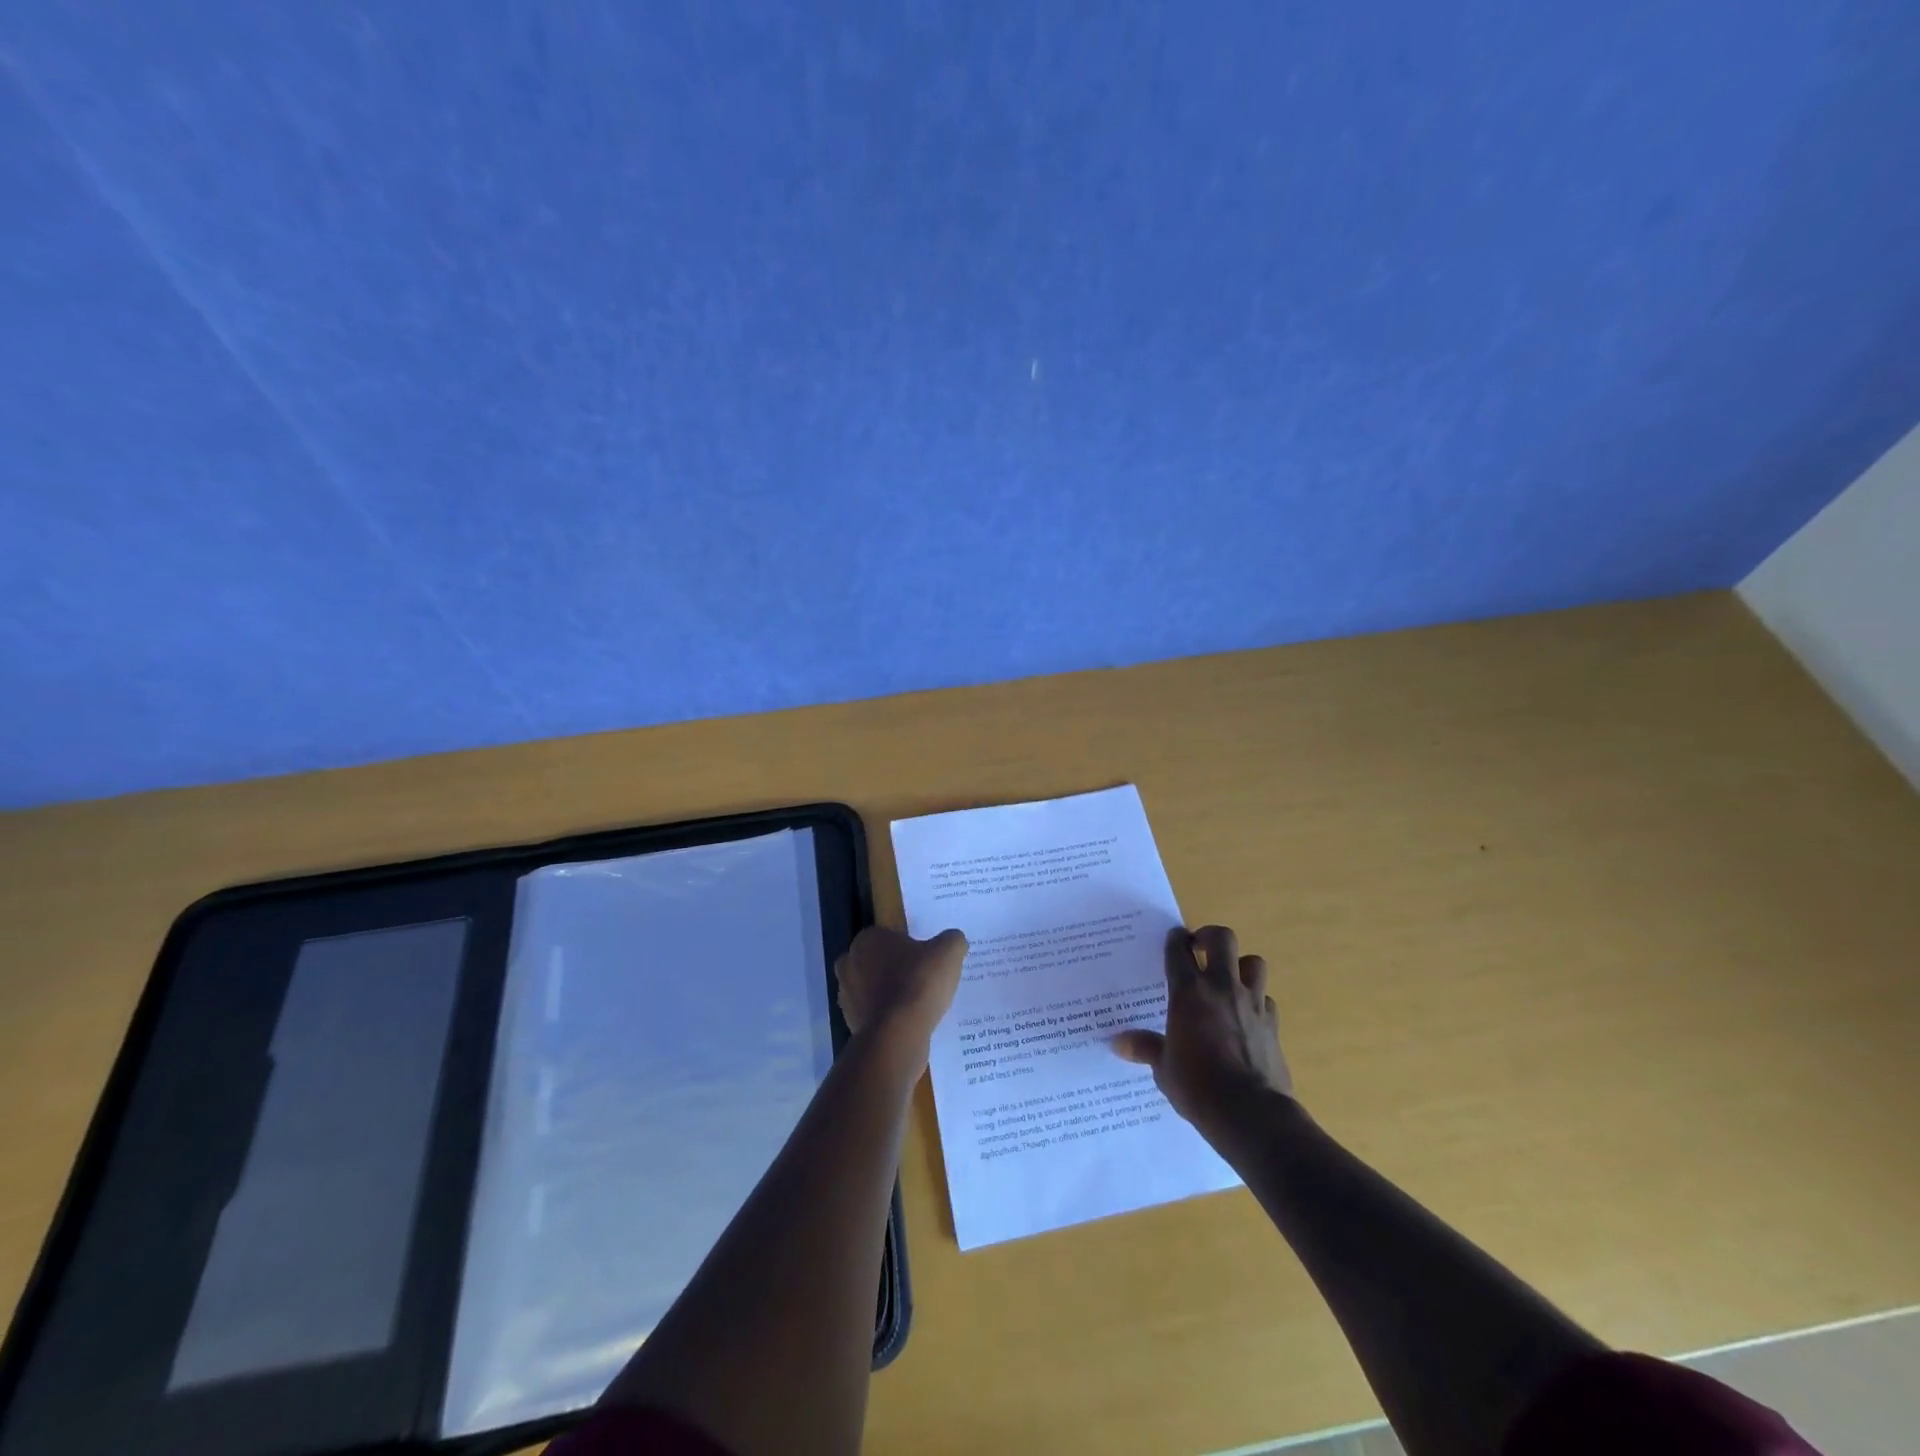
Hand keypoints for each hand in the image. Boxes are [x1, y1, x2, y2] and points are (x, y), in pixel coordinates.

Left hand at [834, 925, 967, 1052]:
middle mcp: (849, 963)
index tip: (926, 959)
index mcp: (867, 939)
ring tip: (919, 1004)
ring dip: (890, 994)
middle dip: (895, 969)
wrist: (898, 1035)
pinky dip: (888, 1017)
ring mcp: (846, 995)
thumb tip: (953, 940)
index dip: (909, 946)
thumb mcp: (948, 952)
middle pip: (876, 961)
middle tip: (922, 979)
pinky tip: (910, 1023)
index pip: (888, 936)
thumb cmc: (919, 983)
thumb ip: (952, 940)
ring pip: (872, 989)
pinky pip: (874, 1014)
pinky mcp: (850, 1023)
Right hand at [1112, 924, 1293, 1129]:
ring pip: (1253, 962)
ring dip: (1241, 965)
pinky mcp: (1273, 1023)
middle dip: (1210, 937)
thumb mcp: (1164, 1069)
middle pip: (1222, 938)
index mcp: (1188, 993)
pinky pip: (1267, 999)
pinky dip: (1257, 1001)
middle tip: (1200, 949)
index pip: (1178, 950)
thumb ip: (1145, 1048)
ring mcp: (1251, 1003)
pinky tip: (1247, 1016)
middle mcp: (1221, 988)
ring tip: (1229, 978)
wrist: (1251, 1113)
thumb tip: (1117, 1042)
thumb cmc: (1198, 1087)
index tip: (1173, 939)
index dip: (1175, 939)